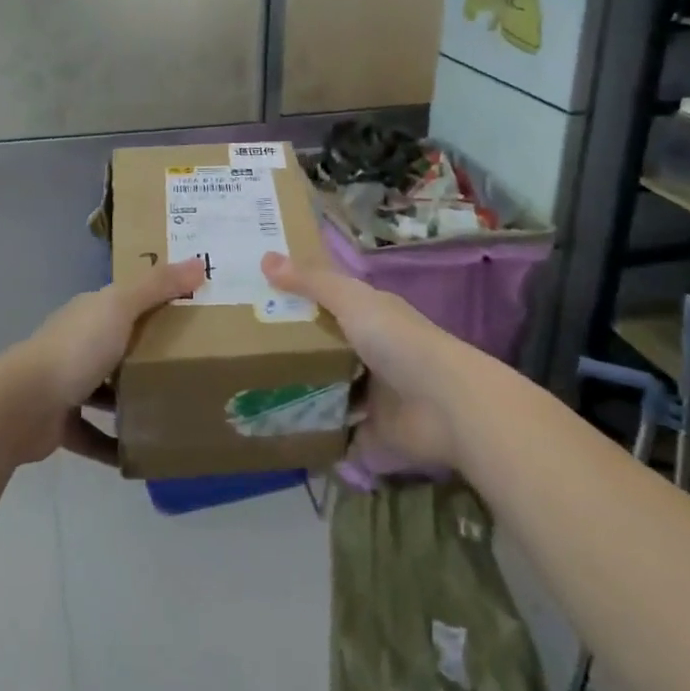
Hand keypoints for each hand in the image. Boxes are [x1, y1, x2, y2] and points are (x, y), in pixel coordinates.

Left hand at [0, 260, 205, 464]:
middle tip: (192, 364)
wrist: (23, 405)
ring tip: (172, 408)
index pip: (126, 301)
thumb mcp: (121, 307)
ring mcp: (66, 384)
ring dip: (132, 400)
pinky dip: (115, 444)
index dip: (156, 302)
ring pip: (106, 390)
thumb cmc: (76, 348)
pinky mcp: (61, 423)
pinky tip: (143, 452)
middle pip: (118, 345)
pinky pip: (94, 435)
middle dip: (148, 354)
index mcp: (90, 313)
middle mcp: (77, 343)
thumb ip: (158, 285)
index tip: (192, 311)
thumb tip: (199, 262)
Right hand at [261, 252, 465, 469]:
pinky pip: (336, 432)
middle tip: (244, 350)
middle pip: (324, 348)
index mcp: (370, 317)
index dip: (298, 299)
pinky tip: (279, 430)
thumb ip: (311, 281)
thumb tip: (265, 257)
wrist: (445, 406)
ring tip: (252, 392)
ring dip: (300, 392)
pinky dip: (315, 433)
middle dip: (291, 349)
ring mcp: (373, 395)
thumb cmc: (398, 341)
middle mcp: (371, 352)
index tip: (258, 300)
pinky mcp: (372, 433)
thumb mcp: (351, 300)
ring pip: (328, 389)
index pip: (329, 302)